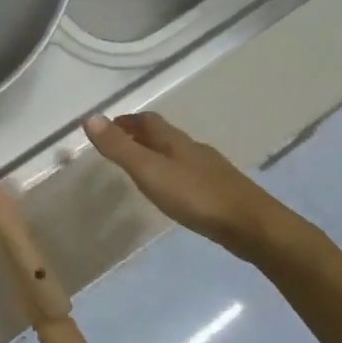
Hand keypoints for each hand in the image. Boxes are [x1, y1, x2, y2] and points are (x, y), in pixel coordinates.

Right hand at [83, 112, 309, 262]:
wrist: (251, 225)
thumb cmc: (196, 196)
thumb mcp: (150, 172)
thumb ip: (120, 148)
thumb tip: (90, 117)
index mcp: (174, 141)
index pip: (147, 121)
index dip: (126, 121)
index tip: (107, 128)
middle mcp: (193, 149)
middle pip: (163, 135)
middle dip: (140, 135)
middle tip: (119, 146)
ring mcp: (210, 169)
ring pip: (178, 153)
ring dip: (157, 154)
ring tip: (140, 168)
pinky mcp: (220, 190)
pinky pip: (190, 173)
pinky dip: (173, 173)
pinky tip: (173, 191)